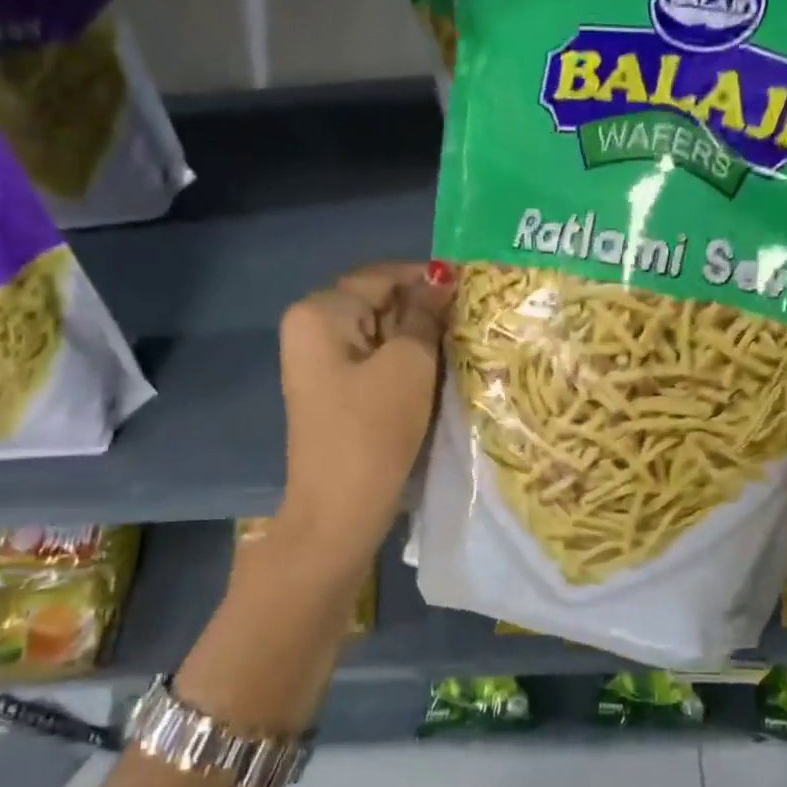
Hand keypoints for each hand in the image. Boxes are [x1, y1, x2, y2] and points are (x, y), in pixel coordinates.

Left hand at [274, 261, 453, 571]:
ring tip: (463, 346)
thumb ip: (425, 316)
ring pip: (380, 334)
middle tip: (474, 322)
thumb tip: (442, 278)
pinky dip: (405, 363)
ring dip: (419, 339)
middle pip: (378, 302)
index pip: (382, 276)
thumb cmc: (373, 431)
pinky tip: (438, 373)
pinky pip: (375, 362)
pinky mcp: (335, 392)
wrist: (340, 511)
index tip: (474, 289)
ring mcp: (321, 363)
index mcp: (319, 312)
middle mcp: (312, 329)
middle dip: (424, 310)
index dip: (428, 279)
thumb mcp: (409, 365)